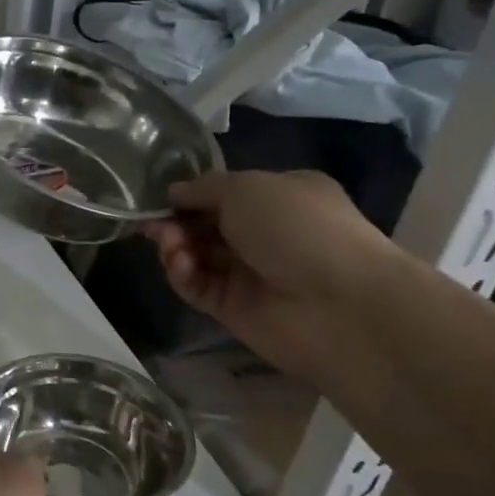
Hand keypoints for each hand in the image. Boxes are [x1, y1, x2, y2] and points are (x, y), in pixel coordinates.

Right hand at [145, 170, 397, 380]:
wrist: (339, 304)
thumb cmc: (298, 226)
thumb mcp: (247, 186)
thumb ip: (203, 188)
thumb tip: (174, 193)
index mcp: (281, 196)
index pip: (226, 193)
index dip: (192, 194)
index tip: (163, 197)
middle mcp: (266, 233)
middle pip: (206, 225)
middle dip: (177, 221)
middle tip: (155, 224)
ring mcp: (250, 273)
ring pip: (198, 256)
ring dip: (176, 247)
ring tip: (170, 245)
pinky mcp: (234, 309)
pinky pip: (198, 286)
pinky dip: (183, 274)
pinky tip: (181, 265)